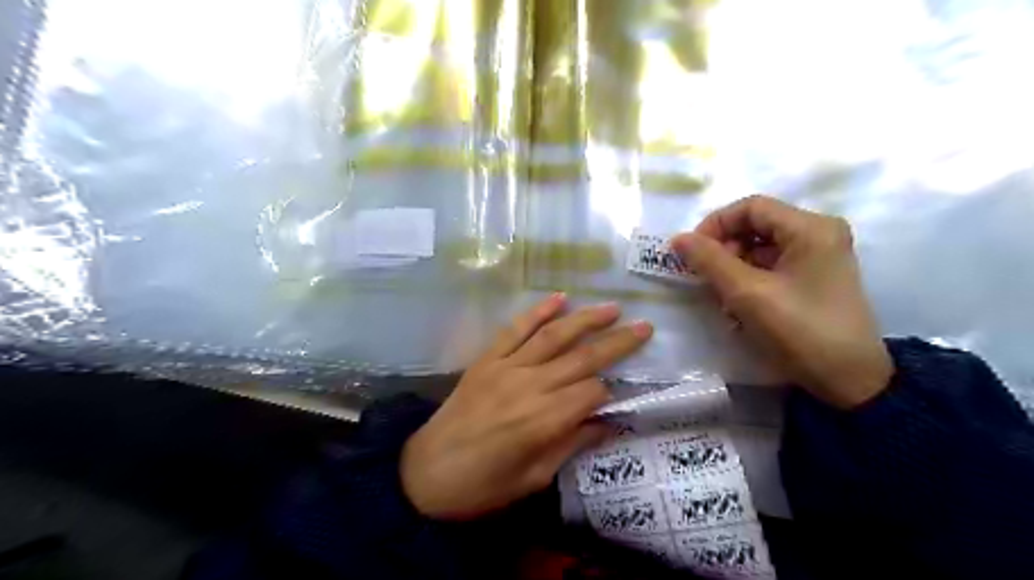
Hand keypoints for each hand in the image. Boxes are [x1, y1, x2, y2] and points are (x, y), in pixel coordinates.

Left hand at [398, 294, 648, 520]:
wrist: (424, 473)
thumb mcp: (533, 478)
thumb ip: (571, 445)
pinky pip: (514, 330)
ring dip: (585, 320)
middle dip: (616, 342)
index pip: (592, 392)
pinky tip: (559, 298)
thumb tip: (607, 424)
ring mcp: (506, 367)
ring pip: (553, 336)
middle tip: (644, 327)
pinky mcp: (486, 359)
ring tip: (611, 308)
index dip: (608, 393)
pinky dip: (537, 312)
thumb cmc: (482, 486)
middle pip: (582, 358)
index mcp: (544, 420)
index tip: (615, 396)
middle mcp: (529, 386)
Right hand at [675, 194, 892, 407]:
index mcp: (810, 228)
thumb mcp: (748, 294)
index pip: (750, 207)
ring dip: (734, 269)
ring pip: (760, 248)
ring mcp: (818, 256)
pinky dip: (749, 281)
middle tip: (706, 279)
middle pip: (756, 226)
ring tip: (723, 298)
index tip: (692, 253)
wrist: (850, 382)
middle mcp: (818, 233)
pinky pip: (771, 266)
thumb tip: (678, 238)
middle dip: (724, 250)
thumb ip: (710, 261)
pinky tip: (740, 307)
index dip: (715, 224)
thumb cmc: (800, 331)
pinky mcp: (814, 278)